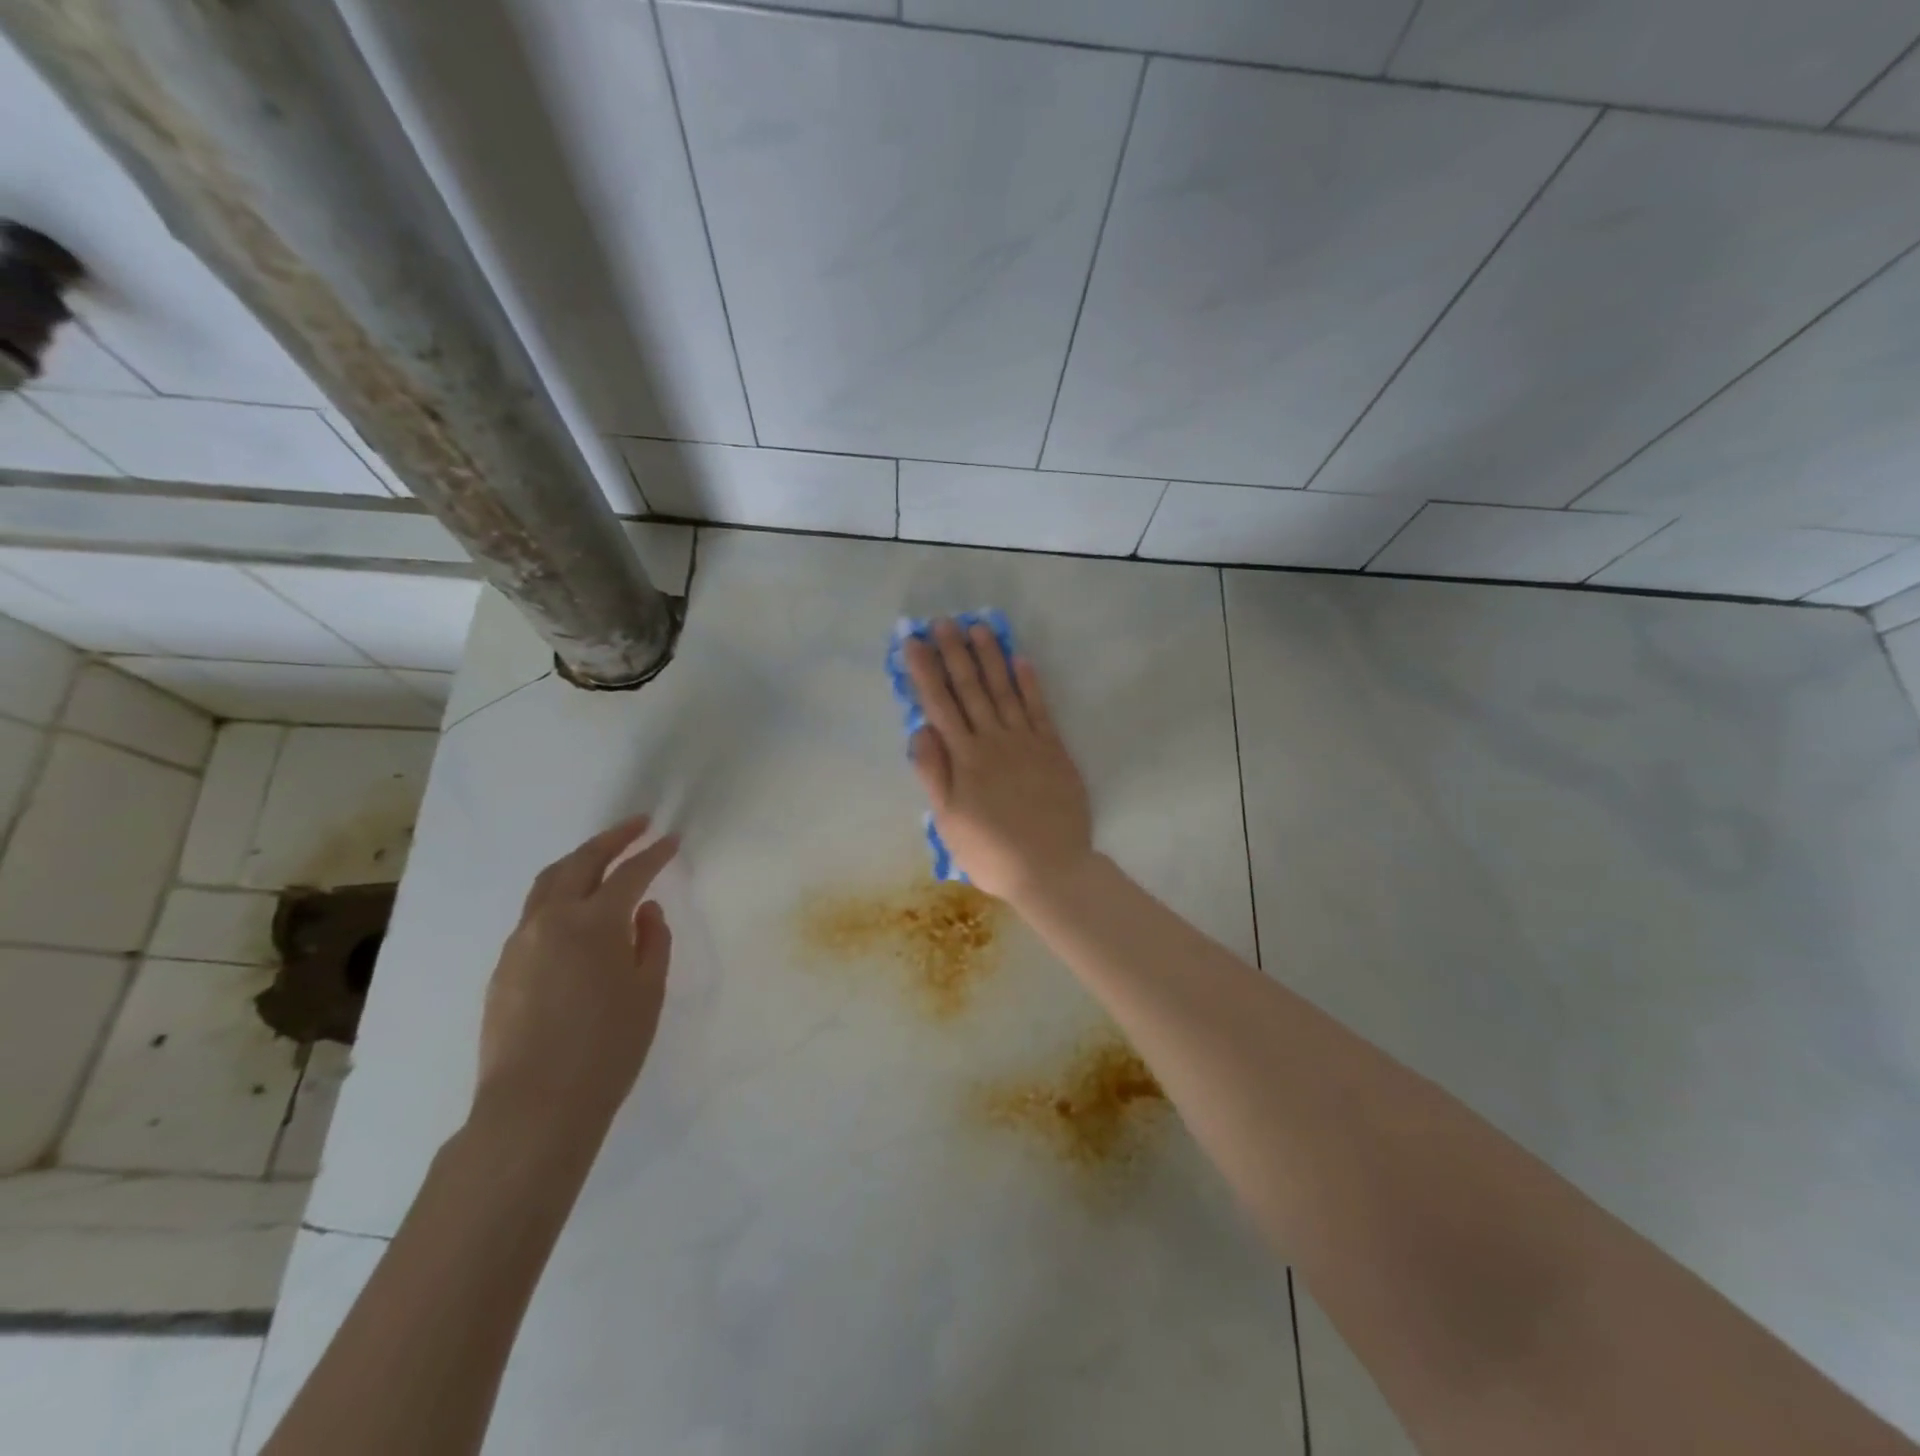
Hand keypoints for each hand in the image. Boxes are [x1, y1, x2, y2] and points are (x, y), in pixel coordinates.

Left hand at [474, 816, 677, 1135]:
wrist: (534, 1107)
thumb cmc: (607, 1049)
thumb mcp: (647, 992)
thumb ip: (652, 941)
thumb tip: (645, 910)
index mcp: (593, 922)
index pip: (629, 873)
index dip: (653, 853)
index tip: (671, 838)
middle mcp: (550, 920)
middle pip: (580, 862)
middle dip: (611, 839)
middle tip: (637, 825)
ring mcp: (520, 942)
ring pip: (548, 883)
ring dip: (579, 862)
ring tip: (602, 858)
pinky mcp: (503, 967)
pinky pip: (533, 914)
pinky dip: (559, 896)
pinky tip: (575, 913)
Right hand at [905, 619, 1092, 904]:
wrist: (1051, 869)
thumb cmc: (991, 852)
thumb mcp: (948, 822)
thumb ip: (934, 773)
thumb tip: (919, 729)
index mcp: (965, 758)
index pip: (940, 705)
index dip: (926, 671)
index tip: (914, 642)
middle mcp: (994, 741)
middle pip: (971, 689)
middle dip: (954, 653)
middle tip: (943, 621)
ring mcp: (1027, 742)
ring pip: (1004, 690)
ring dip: (991, 657)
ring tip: (979, 628)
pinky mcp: (1053, 749)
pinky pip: (1040, 709)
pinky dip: (1030, 683)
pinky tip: (1021, 660)